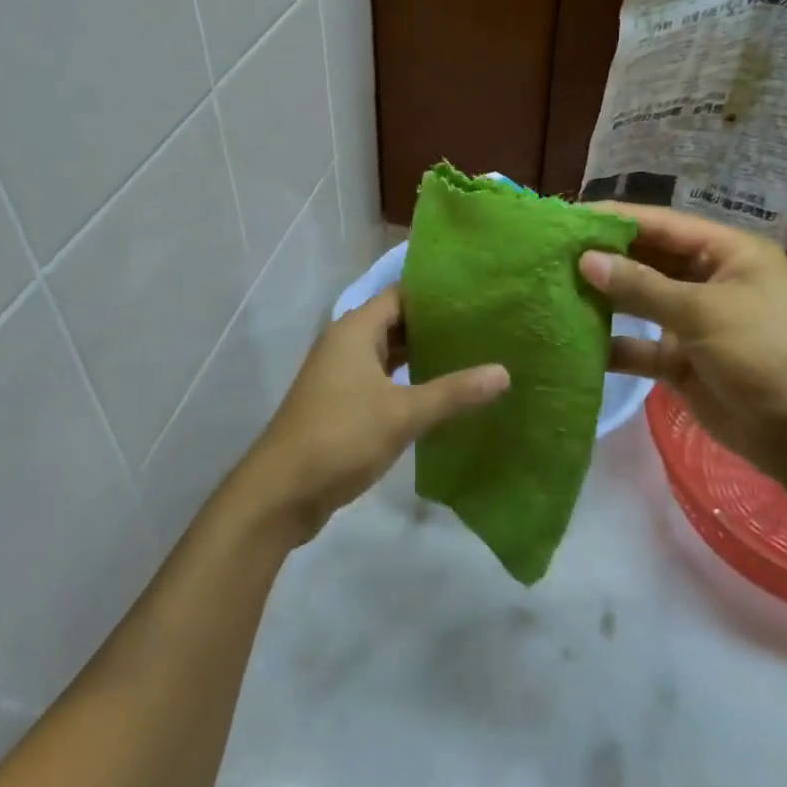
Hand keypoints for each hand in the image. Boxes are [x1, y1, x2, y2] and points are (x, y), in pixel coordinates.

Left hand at [241, 287, 508, 538]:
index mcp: (355, 330)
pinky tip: (439, 391)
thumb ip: (453, 392)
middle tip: (485, 328)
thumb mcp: (403, 414)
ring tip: (471, 355)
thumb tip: (504, 372)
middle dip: (435, 326)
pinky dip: (408, 380)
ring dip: (422, 355)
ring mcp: (341, 374)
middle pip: (396, 322)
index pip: (401, 295)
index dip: (437, 295)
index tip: (478, 298)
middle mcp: (346, 343)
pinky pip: (381, 379)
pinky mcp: (342, 402)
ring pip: (388, 353)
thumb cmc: (341, 437)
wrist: (282, 491)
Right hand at [578, 205, 786, 488]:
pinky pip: (640, 346)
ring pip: (640, 303)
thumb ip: (642, 286)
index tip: (567, 217)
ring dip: (604, 300)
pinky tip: (575, 342)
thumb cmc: (768, 353)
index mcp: (727, 253)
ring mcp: (695, 322)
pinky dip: (613, 345)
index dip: (616, 219)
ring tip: (552, 292)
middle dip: (604, 259)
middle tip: (550, 255)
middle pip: (647, 261)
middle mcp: (709, 280)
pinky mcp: (683, 361)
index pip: (661, 224)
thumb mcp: (705, 311)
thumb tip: (586, 260)